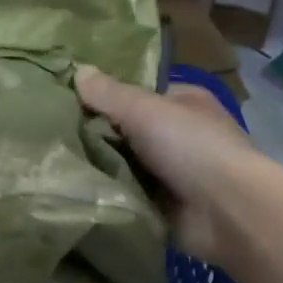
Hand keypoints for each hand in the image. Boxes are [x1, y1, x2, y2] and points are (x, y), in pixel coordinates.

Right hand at [77, 66, 263, 266]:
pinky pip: (127, 196)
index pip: (137, 96)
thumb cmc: (190, 146)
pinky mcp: (165, 208)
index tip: (68, 104)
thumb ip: (109, 93)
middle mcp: (181, 136)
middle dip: (98, 137)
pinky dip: (109, 196)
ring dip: (100, 169)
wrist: (227, 212)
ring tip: (57, 165)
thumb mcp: (145, 109)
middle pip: (128, 132)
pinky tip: (76, 193)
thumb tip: (77, 70)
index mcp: (185, 103)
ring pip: (124, 166)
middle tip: (55, 137)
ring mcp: (174, 175)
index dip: (106, 99)